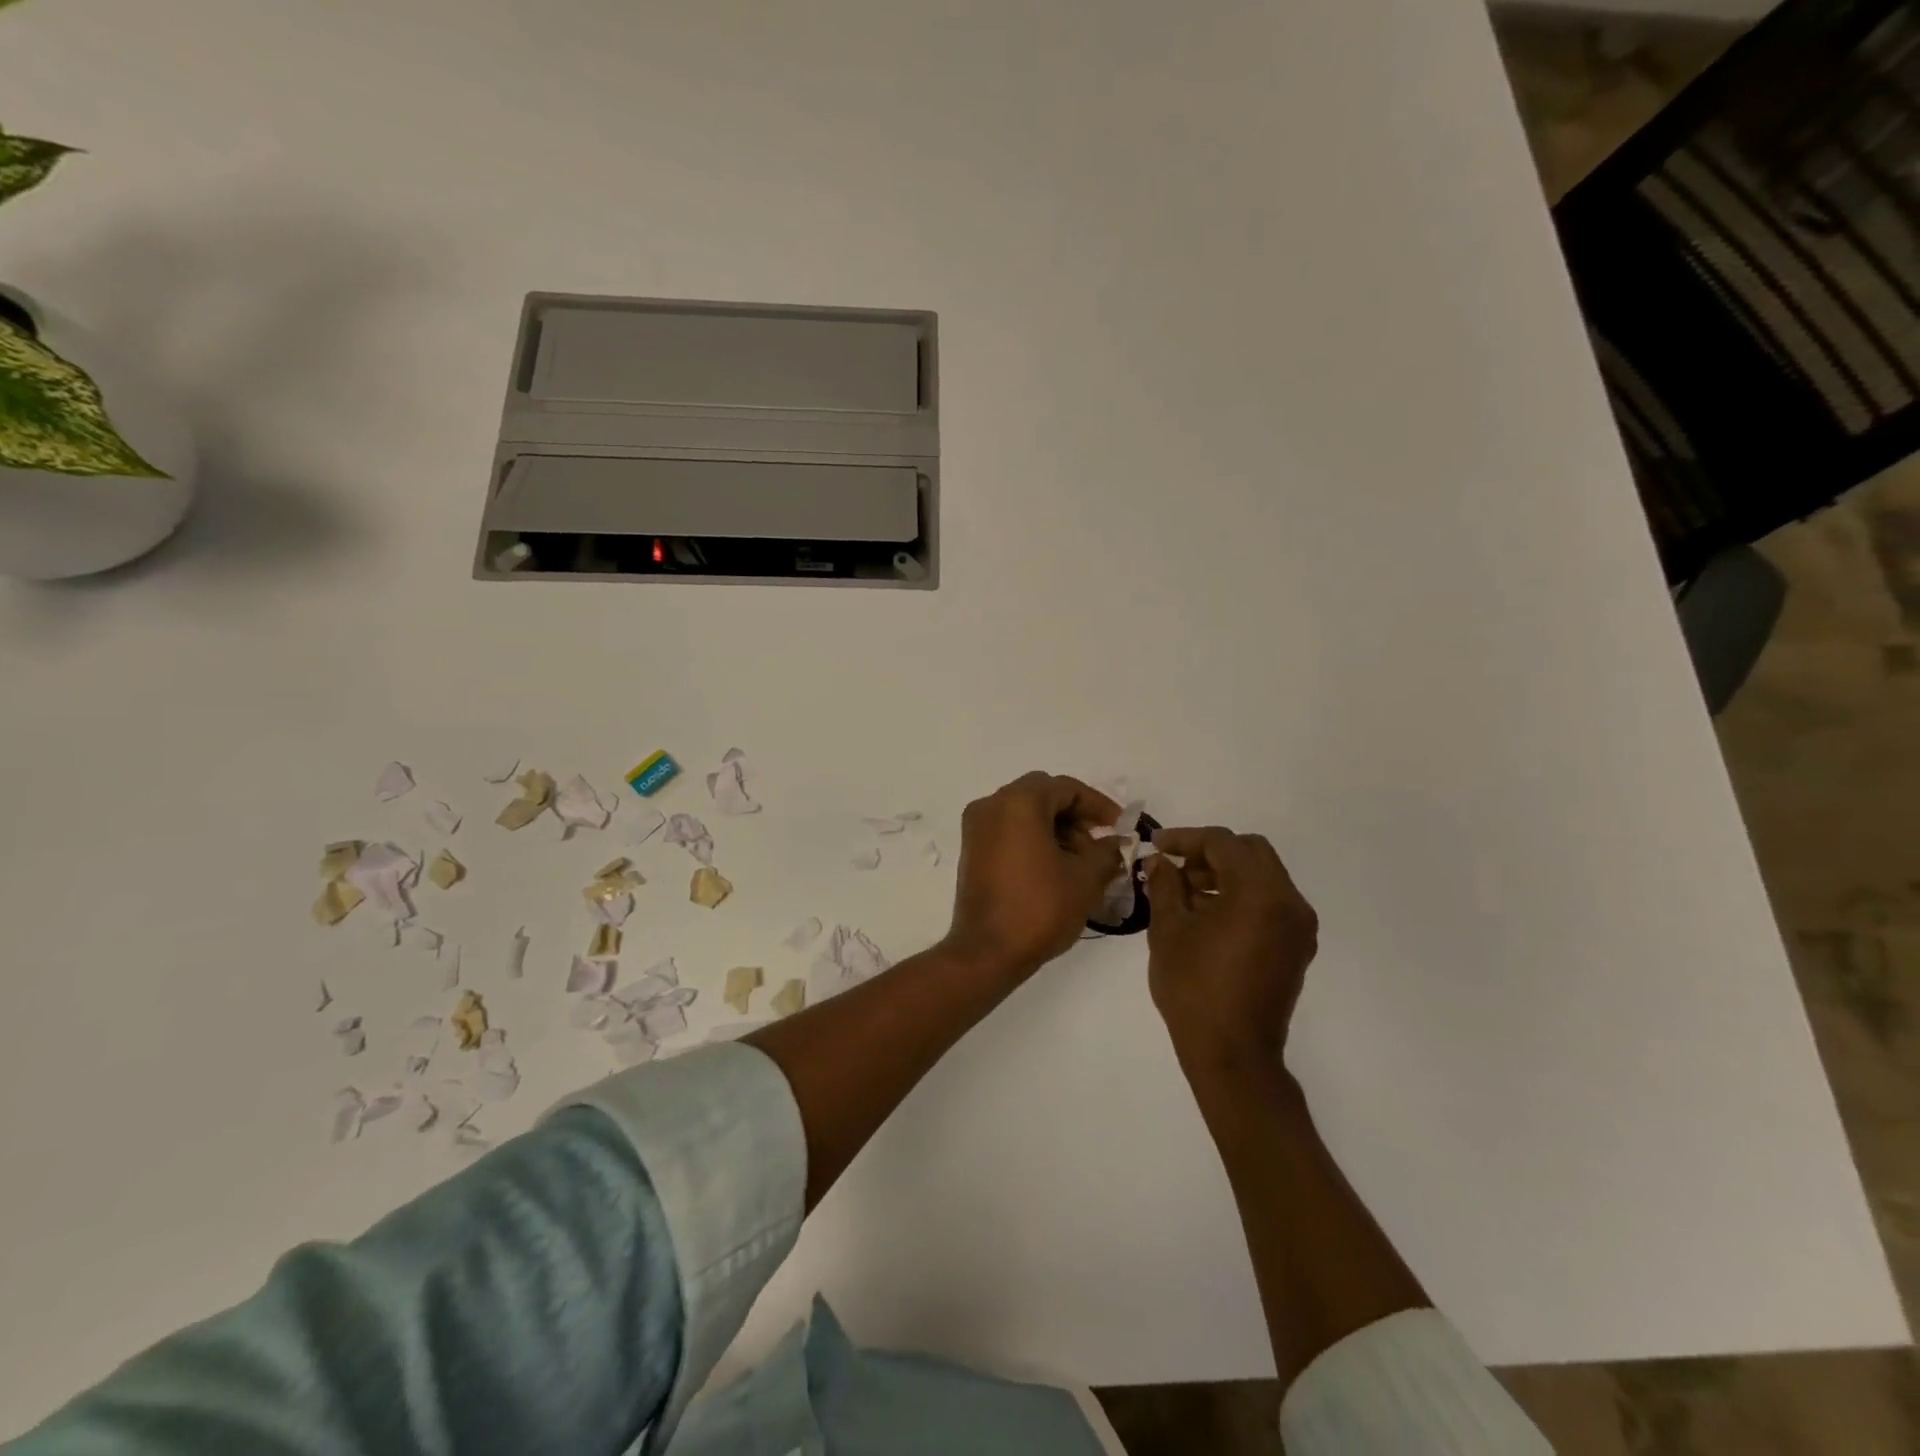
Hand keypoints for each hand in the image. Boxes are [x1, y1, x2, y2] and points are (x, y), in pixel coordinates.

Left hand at [945, 772, 1123, 975]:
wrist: (987, 951)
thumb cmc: (1039, 908)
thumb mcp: (1085, 879)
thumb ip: (1107, 853)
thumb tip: (1116, 843)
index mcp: (1018, 802)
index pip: (1066, 788)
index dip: (1098, 805)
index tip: (1120, 828)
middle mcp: (992, 805)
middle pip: (1043, 795)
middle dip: (1076, 816)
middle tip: (1100, 843)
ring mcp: (977, 828)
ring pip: (1025, 813)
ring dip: (1056, 829)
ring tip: (1082, 862)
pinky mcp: (972, 850)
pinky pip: (1008, 830)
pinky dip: (1034, 839)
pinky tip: (1056, 868)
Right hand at [1144, 828, 1318, 1071]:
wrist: (1233, 1053)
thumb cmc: (1194, 988)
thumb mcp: (1168, 930)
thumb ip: (1165, 885)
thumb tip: (1159, 862)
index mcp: (1258, 893)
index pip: (1222, 843)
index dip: (1185, 838)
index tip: (1156, 845)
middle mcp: (1288, 902)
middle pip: (1251, 852)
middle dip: (1210, 852)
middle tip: (1175, 866)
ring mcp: (1298, 925)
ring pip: (1263, 875)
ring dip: (1226, 873)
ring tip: (1186, 892)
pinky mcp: (1297, 946)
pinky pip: (1271, 901)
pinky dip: (1242, 895)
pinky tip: (1209, 913)